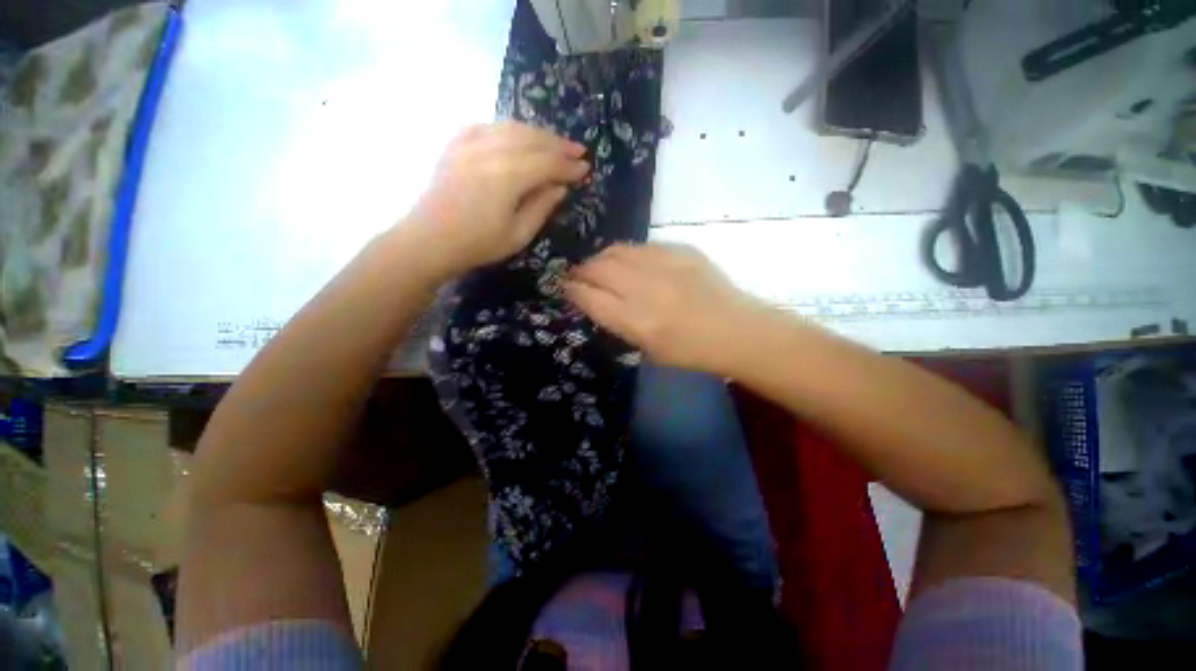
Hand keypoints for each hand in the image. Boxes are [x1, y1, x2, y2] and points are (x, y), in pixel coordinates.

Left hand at [406, 122, 588, 278]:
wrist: (429, 240)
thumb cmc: (478, 244)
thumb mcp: (518, 235)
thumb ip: (541, 207)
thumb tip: (559, 187)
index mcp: (508, 177)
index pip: (547, 163)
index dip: (568, 166)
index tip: (586, 169)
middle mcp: (490, 151)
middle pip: (532, 139)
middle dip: (558, 144)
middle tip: (578, 151)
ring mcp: (470, 143)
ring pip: (512, 128)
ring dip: (538, 133)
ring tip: (554, 143)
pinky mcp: (456, 144)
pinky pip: (488, 126)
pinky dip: (508, 128)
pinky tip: (516, 135)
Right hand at [565, 243, 768, 373]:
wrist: (735, 330)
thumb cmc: (690, 351)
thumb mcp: (647, 349)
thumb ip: (618, 322)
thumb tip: (596, 300)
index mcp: (636, 321)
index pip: (590, 297)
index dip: (573, 290)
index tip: (566, 288)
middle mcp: (645, 289)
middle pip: (598, 268)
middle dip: (581, 271)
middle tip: (579, 275)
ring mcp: (664, 265)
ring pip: (617, 251)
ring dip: (601, 258)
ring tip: (600, 265)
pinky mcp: (680, 251)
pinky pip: (642, 246)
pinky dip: (628, 254)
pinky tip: (631, 262)